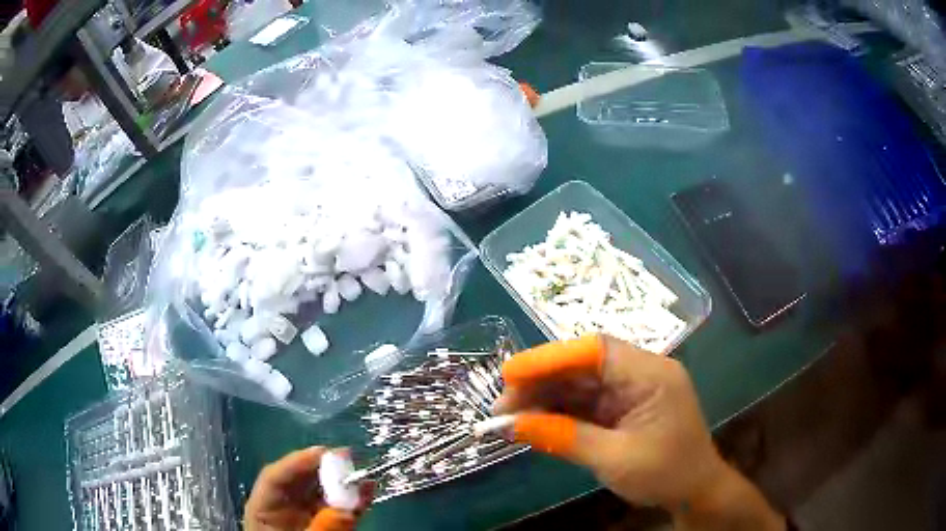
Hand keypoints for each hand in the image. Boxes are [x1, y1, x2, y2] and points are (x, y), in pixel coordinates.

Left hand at [245, 447, 371, 530]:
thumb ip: (321, 530)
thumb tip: (346, 511)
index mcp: (264, 509)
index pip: (274, 478)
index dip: (296, 462)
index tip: (322, 452)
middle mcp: (283, 508)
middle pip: (299, 482)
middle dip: (322, 468)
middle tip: (347, 456)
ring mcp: (306, 517)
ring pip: (322, 494)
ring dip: (342, 483)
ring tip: (361, 471)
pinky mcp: (327, 526)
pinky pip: (340, 510)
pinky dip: (355, 500)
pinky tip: (368, 489)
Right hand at [496, 336, 783, 529]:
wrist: (695, 492)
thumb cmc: (665, 473)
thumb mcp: (613, 458)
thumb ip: (564, 437)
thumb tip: (512, 425)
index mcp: (651, 374)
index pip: (595, 351)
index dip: (549, 358)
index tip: (511, 374)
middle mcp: (641, 373)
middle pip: (583, 366)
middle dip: (541, 383)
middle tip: (502, 404)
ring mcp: (632, 390)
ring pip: (581, 384)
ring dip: (546, 399)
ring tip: (509, 416)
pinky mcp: (624, 408)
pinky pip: (586, 403)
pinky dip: (559, 412)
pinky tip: (533, 422)